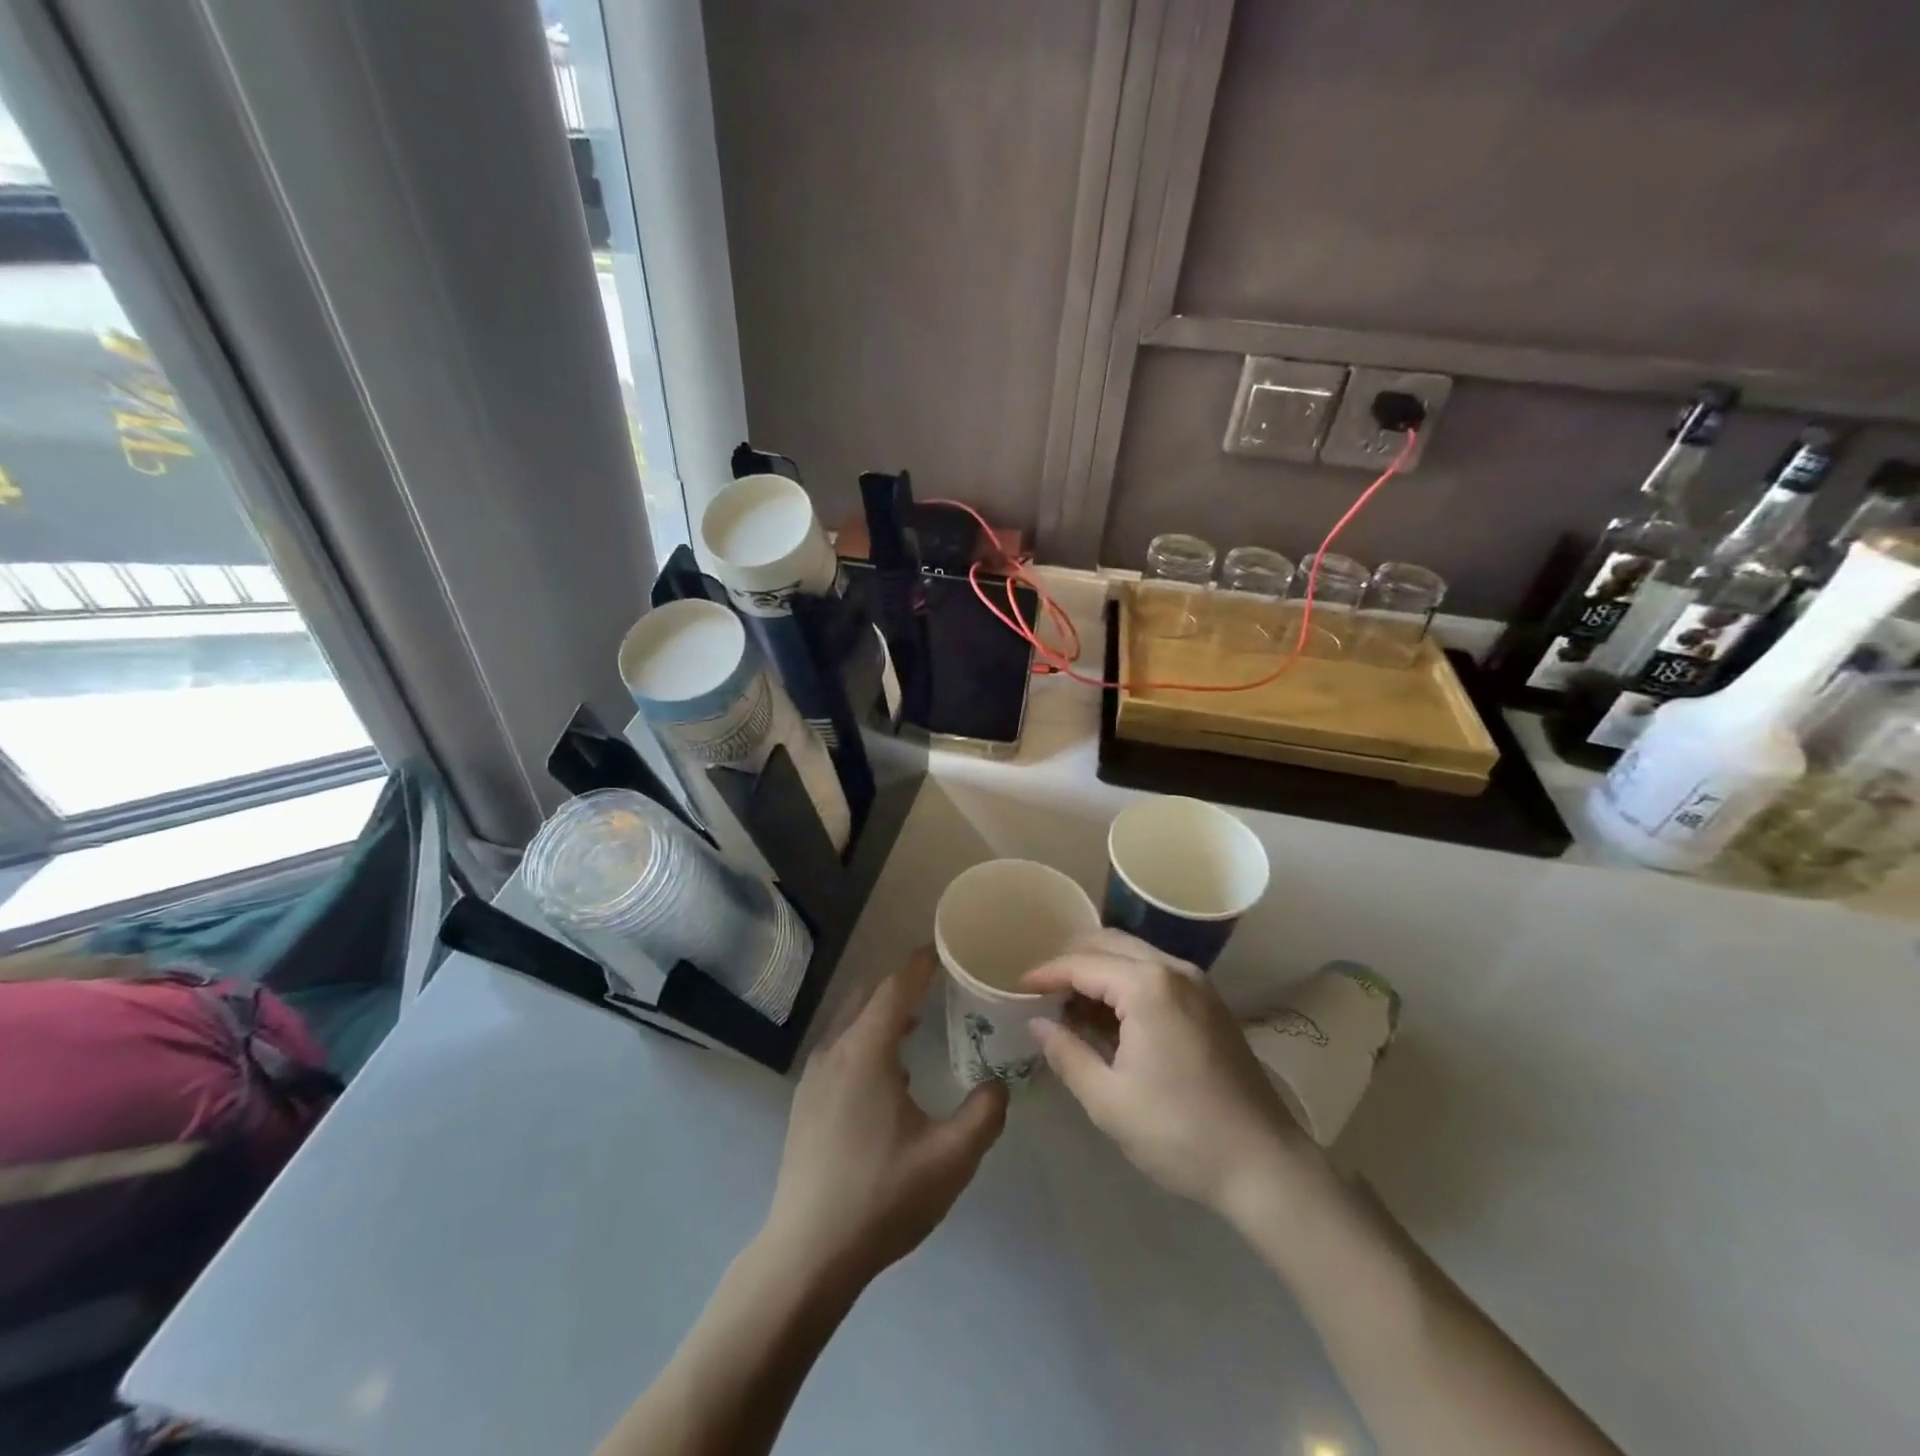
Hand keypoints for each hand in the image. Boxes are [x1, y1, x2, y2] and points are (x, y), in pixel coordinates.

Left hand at [763, 949, 1007, 1292]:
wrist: (807, 1254)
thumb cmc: (882, 1197)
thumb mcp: (950, 1159)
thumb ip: (984, 1113)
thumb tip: (998, 1083)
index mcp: (866, 1051)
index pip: (896, 987)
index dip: (921, 963)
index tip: (945, 948)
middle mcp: (835, 1050)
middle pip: (869, 995)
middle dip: (902, 982)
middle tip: (939, 983)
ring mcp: (814, 1075)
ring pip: (850, 1020)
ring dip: (883, 1011)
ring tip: (919, 1022)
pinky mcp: (805, 1100)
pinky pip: (840, 1046)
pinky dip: (866, 1037)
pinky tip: (890, 1072)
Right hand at [1024, 929, 1311, 1215]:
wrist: (1265, 1165)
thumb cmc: (1179, 1133)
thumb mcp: (1108, 1100)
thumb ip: (1067, 1053)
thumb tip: (1038, 1023)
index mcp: (1148, 985)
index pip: (1082, 963)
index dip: (1045, 973)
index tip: (1017, 988)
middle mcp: (1174, 969)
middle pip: (1108, 944)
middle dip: (1070, 961)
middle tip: (1041, 991)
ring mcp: (1197, 984)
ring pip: (1134, 955)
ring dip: (1098, 971)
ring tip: (1070, 1006)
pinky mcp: (1209, 1003)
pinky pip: (1156, 974)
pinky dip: (1125, 983)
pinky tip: (1109, 1017)